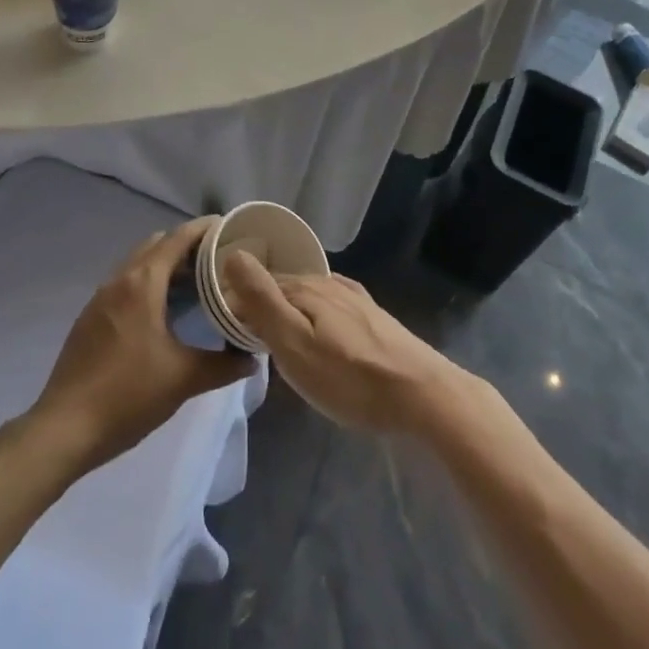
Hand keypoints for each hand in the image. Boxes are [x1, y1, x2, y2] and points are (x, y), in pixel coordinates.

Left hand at [31, 219, 255, 471]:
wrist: (65, 428)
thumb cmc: (128, 395)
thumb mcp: (183, 379)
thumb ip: (223, 365)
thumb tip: (252, 357)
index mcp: (143, 283)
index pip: (178, 238)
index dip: (205, 229)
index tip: (231, 229)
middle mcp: (119, 279)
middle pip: (157, 244)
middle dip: (187, 246)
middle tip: (217, 261)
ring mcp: (100, 297)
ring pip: (138, 264)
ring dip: (165, 266)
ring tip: (195, 285)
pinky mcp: (90, 317)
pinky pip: (124, 284)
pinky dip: (147, 284)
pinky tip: (162, 313)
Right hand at [221, 252, 467, 433]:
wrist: (422, 394)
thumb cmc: (350, 377)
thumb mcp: (294, 344)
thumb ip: (262, 301)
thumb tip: (233, 254)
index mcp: (305, 288)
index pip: (258, 285)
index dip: (237, 305)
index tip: (226, 333)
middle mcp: (328, 284)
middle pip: (284, 288)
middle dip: (262, 306)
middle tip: (248, 342)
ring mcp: (354, 298)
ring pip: (308, 297)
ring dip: (289, 311)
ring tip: (279, 341)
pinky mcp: (373, 317)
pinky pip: (331, 306)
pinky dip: (315, 316)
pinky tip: (319, 331)